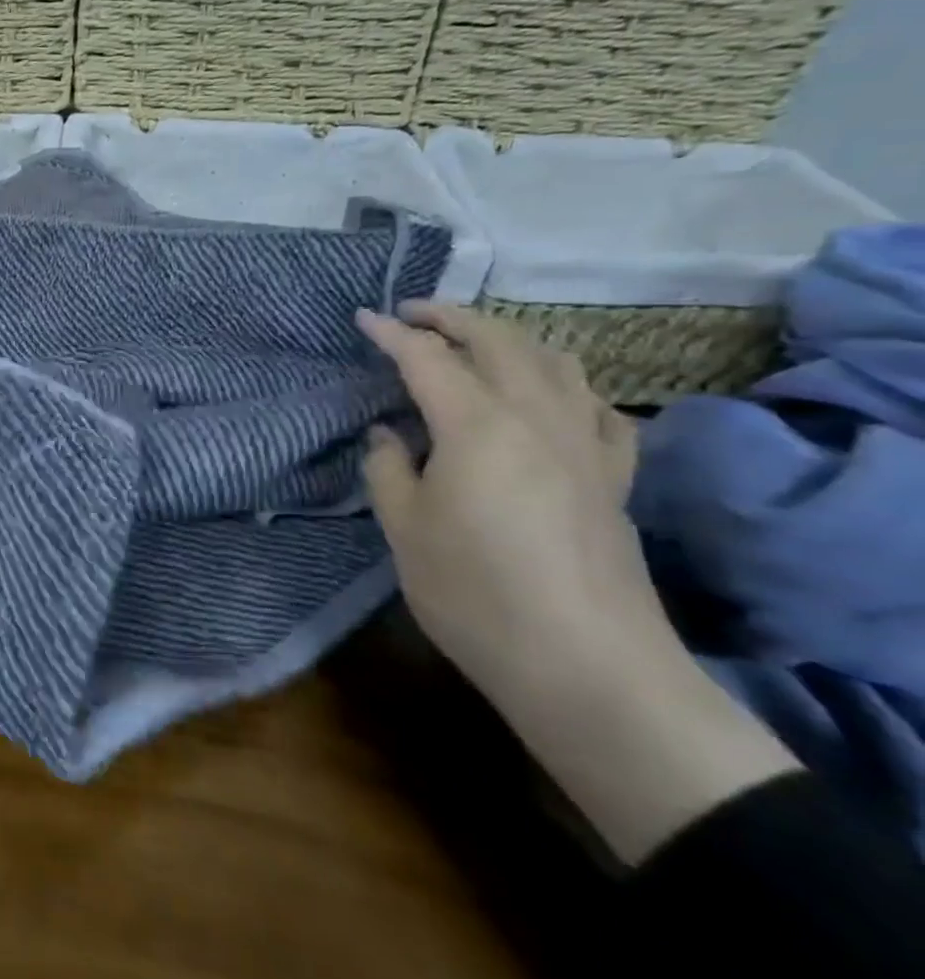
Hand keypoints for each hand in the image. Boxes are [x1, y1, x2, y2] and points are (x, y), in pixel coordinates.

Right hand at [357, 301, 648, 708]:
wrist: (587, 665)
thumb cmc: (475, 593)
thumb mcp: (405, 529)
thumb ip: (388, 469)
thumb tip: (388, 434)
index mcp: (478, 424)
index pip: (427, 358)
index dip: (391, 334)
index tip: (362, 318)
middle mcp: (537, 417)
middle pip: (498, 342)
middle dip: (452, 317)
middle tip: (413, 313)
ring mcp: (586, 444)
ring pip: (555, 362)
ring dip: (510, 338)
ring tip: (476, 341)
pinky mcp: (615, 476)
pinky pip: (597, 406)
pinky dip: (567, 384)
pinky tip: (554, 396)